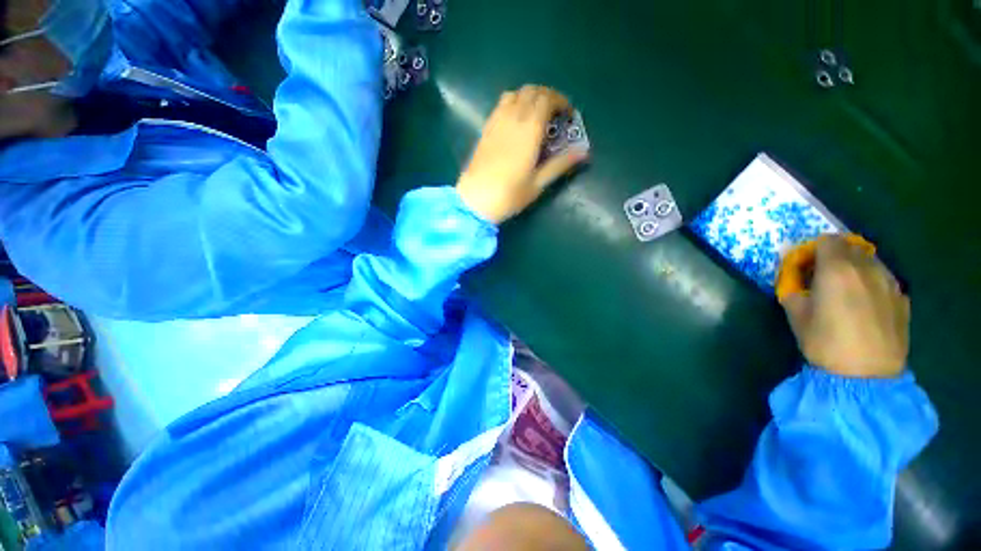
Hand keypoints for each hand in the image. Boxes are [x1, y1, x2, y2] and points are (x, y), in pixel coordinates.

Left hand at [456, 85, 588, 223]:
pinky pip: (501, 105)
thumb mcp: (538, 183)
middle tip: (555, 115)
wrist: (475, 200)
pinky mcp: (485, 129)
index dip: (561, 101)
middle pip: (532, 91)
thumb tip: (583, 152)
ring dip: (529, 97)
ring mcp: (496, 122)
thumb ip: (560, 164)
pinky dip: (513, 103)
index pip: (547, 99)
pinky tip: (516, 121)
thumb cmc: (509, 195)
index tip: (568, 115)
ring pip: (515, 94)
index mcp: (529, 130)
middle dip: (548, 96)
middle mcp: (512, 118)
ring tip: (536, 115)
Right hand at [780, 235, 909, 377]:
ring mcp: (889, 282)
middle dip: (835, 256)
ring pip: (870, 261)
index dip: (813, 250)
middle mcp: (866, 268)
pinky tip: (867, 304)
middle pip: (850, 246)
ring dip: (855, 267)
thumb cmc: (825, 342)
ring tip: (847, 290)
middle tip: (824, 276)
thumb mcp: (795, 314)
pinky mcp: (902, 298)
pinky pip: (885, 278)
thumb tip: (796, 281)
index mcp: (836, 269)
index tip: (805, 266)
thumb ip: (793, 289)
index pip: (826, 240)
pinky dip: (873, 282)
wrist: (867, 375)